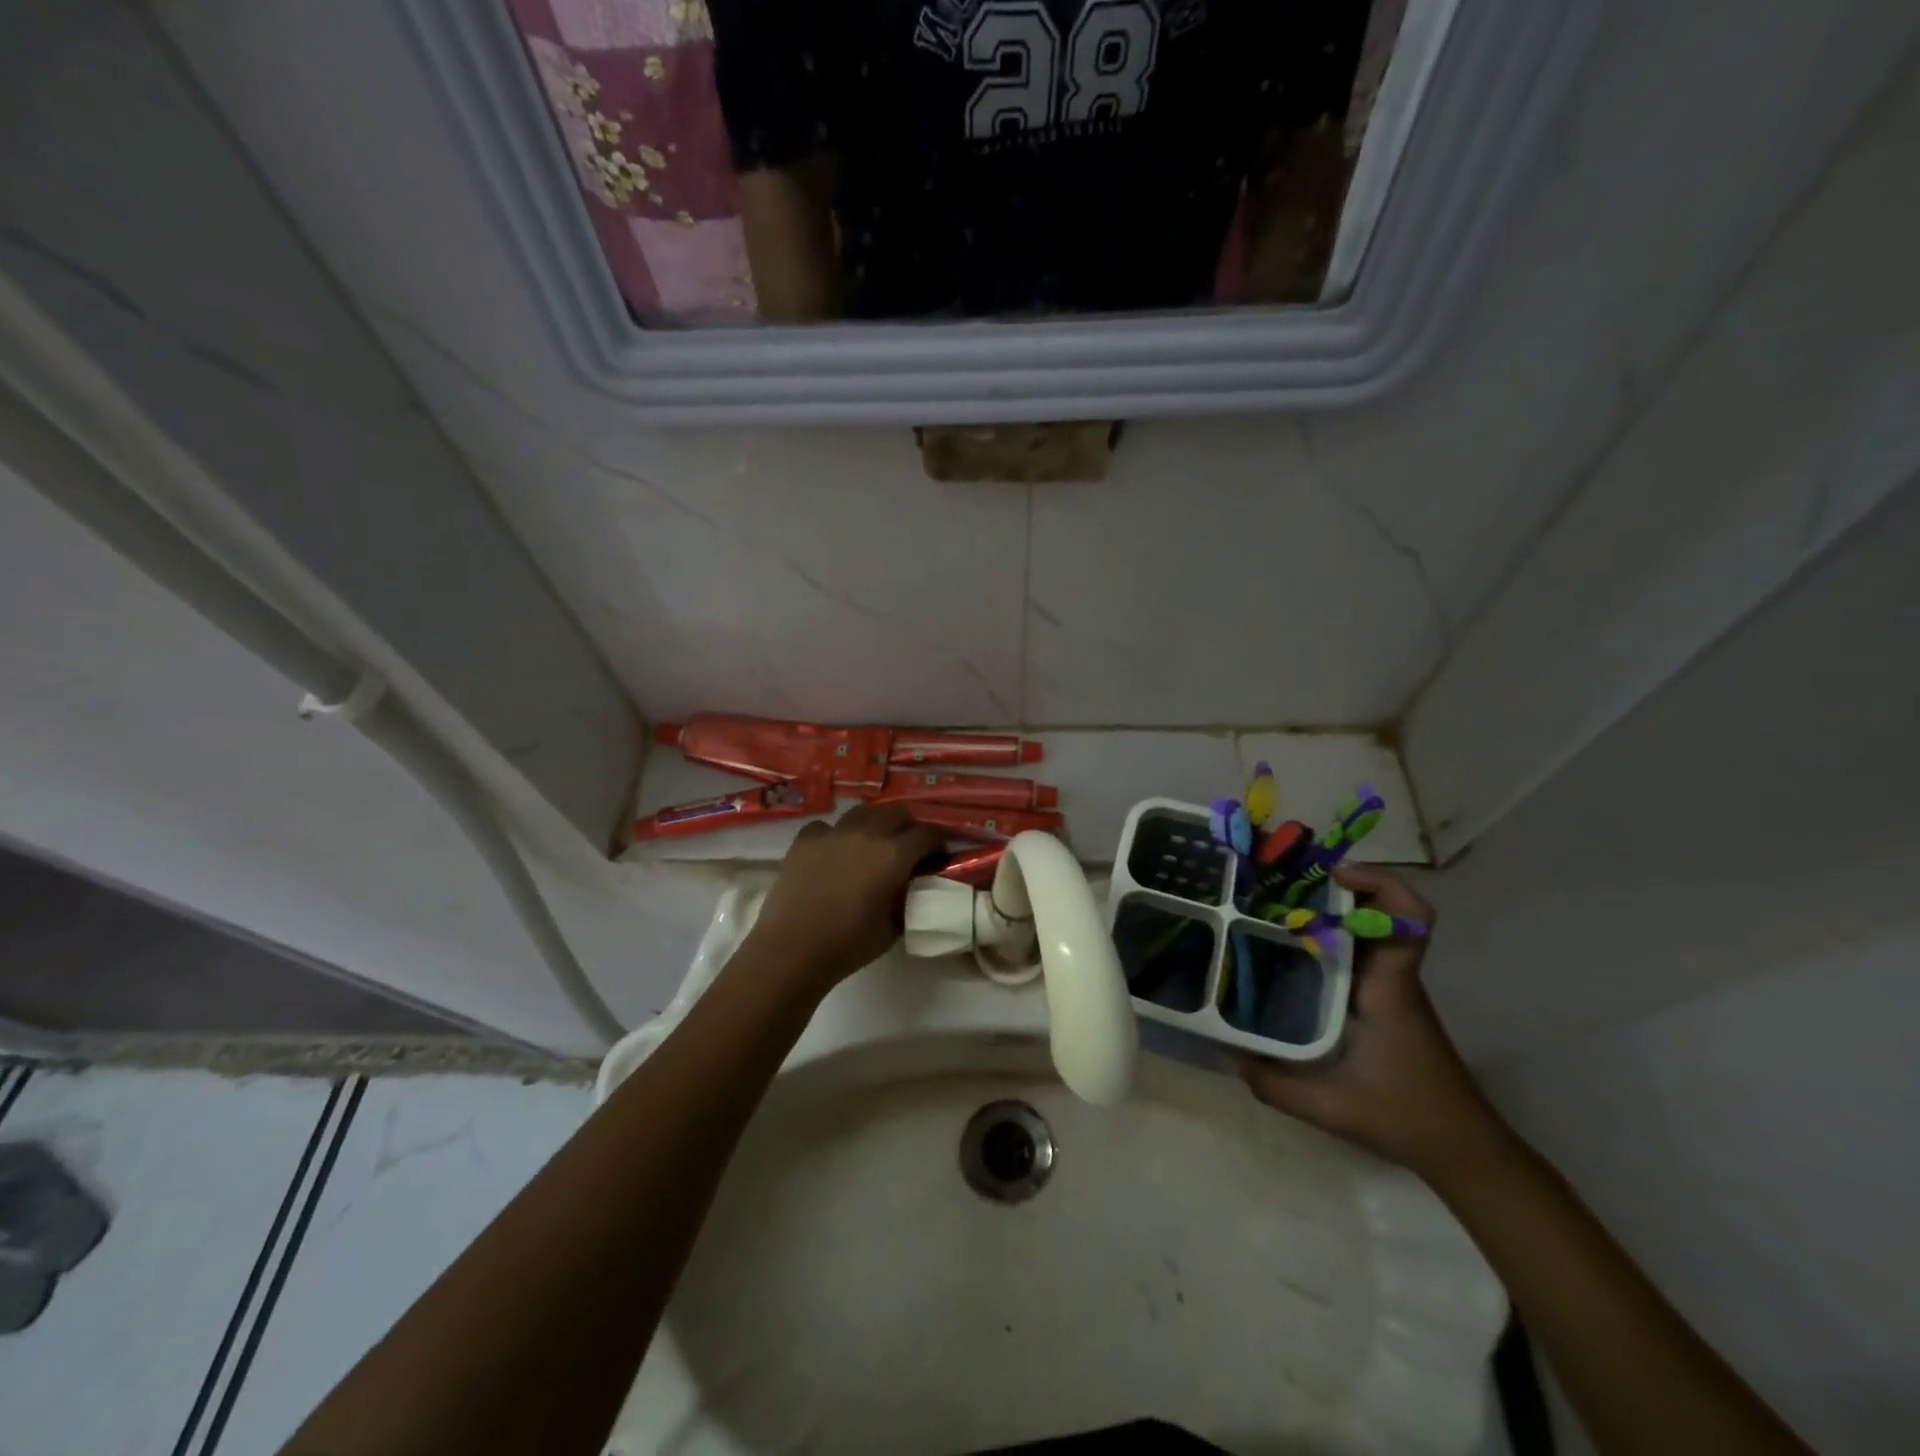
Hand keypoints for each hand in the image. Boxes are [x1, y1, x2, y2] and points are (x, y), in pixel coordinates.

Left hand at [738, 803, 943, 996]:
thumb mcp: (893, 927)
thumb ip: (907, 900)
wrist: (791, 950)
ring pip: (863, 812)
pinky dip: (836, 835)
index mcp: (894, 855)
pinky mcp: (804, 839)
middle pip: (897, 812)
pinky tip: (834, 852)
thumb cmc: (848, 945)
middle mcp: (866, 833)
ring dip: (875, 824)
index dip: (939, 841)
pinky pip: (828, 826)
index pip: (927, 833)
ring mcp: (832, 832)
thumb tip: (911, 889)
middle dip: (908, 826)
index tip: (939, 854)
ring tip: (872, 844)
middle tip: (909, 847)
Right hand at [1237, 865, 1508, 1180]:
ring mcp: (1389, 987)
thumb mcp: (1330, 1107)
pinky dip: (1328, 938)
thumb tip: (1227, 1055)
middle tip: (1281, 880)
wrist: (1462, 1149)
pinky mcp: (1384, 1000)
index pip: (1409, 920)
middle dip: (1334, 886)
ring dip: (1329, 908)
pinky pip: (1357, 952)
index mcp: (1388, 987)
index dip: (1381, 884)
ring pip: (1366, 929)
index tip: (1333, 874)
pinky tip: (1289, 948)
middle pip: (1380, 910)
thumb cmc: (1405, 1117)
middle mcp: (1391, 977)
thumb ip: (1274, 1083)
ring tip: (1275, 902)